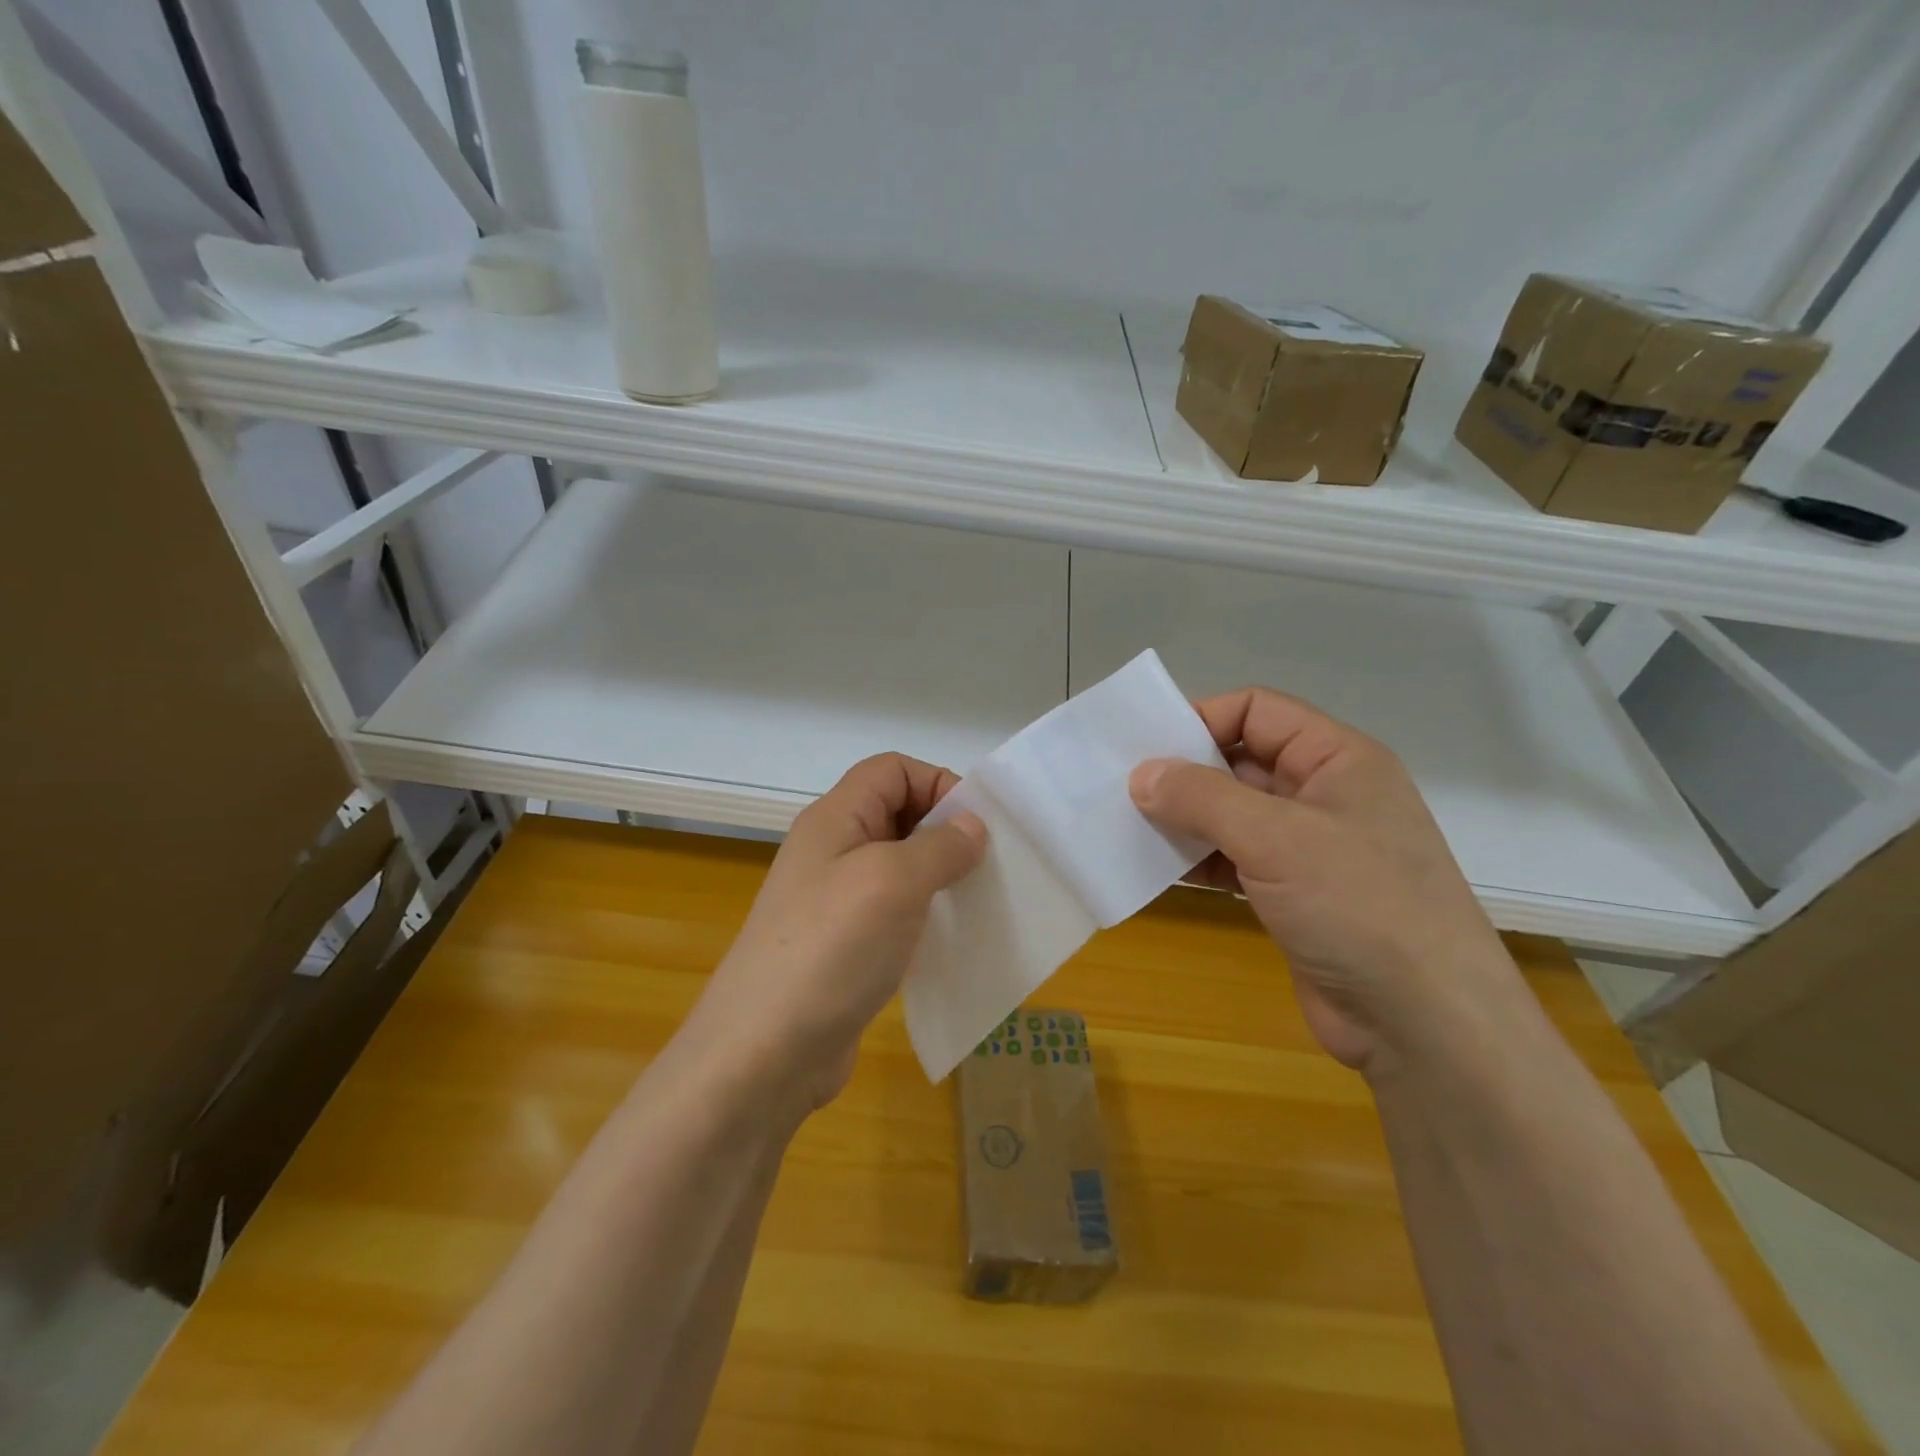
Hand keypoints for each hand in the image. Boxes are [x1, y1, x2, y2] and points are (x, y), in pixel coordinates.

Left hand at [690, 753, 986, 1112]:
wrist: (765, 1052)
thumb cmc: (831, 948)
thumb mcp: (893, 882)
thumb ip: (940, 846)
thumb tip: (972, 827)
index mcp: (835, 819)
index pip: (892, 769)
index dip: (936, 782)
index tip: (976, 825)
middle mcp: (833, 851)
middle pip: (897, 813)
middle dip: (944, 829)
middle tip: (986, 864)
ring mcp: (837, 901)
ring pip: (899, 865)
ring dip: (939, 875)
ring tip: (976, 900)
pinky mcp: (846, 946)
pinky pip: (895, 911)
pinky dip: (925, 915)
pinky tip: (949, 938)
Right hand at [1130, 688, 1516, 1075]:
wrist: (1424, 1024)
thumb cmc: (1358, 906)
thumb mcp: (1276, 838)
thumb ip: (1202, 797)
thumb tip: (1142, 775)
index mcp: (1338, 759)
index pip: (1258, 711)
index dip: (1202, 719)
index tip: (1146, 747)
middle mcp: (1324, 794)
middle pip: (1241, 761)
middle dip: (1185, 773)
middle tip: (1124, 788)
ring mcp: (1309, 848)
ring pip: (1232, 814)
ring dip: (1185, 820)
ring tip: (1129, 828)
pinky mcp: (1293, 894)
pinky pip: (1233, 859)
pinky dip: (1198, 860)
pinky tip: (1158, 870)